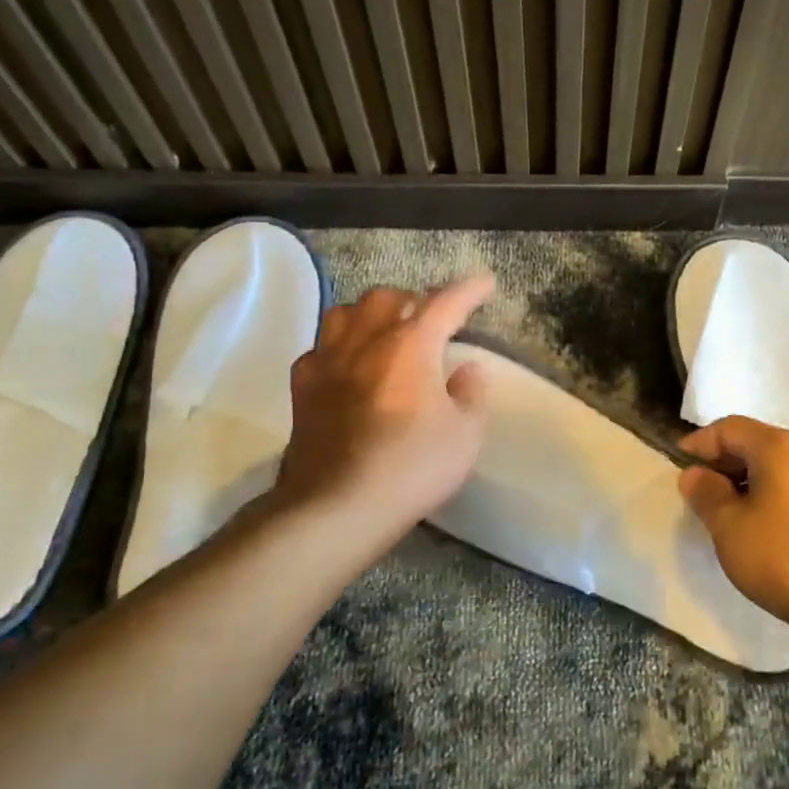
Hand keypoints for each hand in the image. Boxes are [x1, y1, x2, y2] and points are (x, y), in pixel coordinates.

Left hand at [269, 275, 494, 553]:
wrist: (337, 506)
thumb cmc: (412, 467)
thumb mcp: (465, 434)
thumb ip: (472, 393)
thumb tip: (467, 369)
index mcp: (410, 345)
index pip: (445, 302)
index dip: (469, 289)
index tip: (486, 282)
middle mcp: (365, 341)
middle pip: (387, 297)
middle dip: (414, 300)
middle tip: (432, 320)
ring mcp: (327, 361)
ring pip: (346, 313)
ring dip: (371, 314)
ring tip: (386, 331)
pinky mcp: (302, 388)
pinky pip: (320, 348)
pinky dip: (340, 347)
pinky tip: (349, 366)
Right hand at [677, 415, 788, 628]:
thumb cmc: (781, 556)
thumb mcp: (728, 526)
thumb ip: (706, 494)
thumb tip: (694, 474)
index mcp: (780, 446)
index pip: (730, 428)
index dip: (701, 442)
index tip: (680, 462)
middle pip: (759, 444)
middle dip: (727, 462)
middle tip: (704, 491)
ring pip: (782, 469)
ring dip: (753, 483)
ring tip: (734, 513)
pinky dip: (778, 498)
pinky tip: (770, 529)